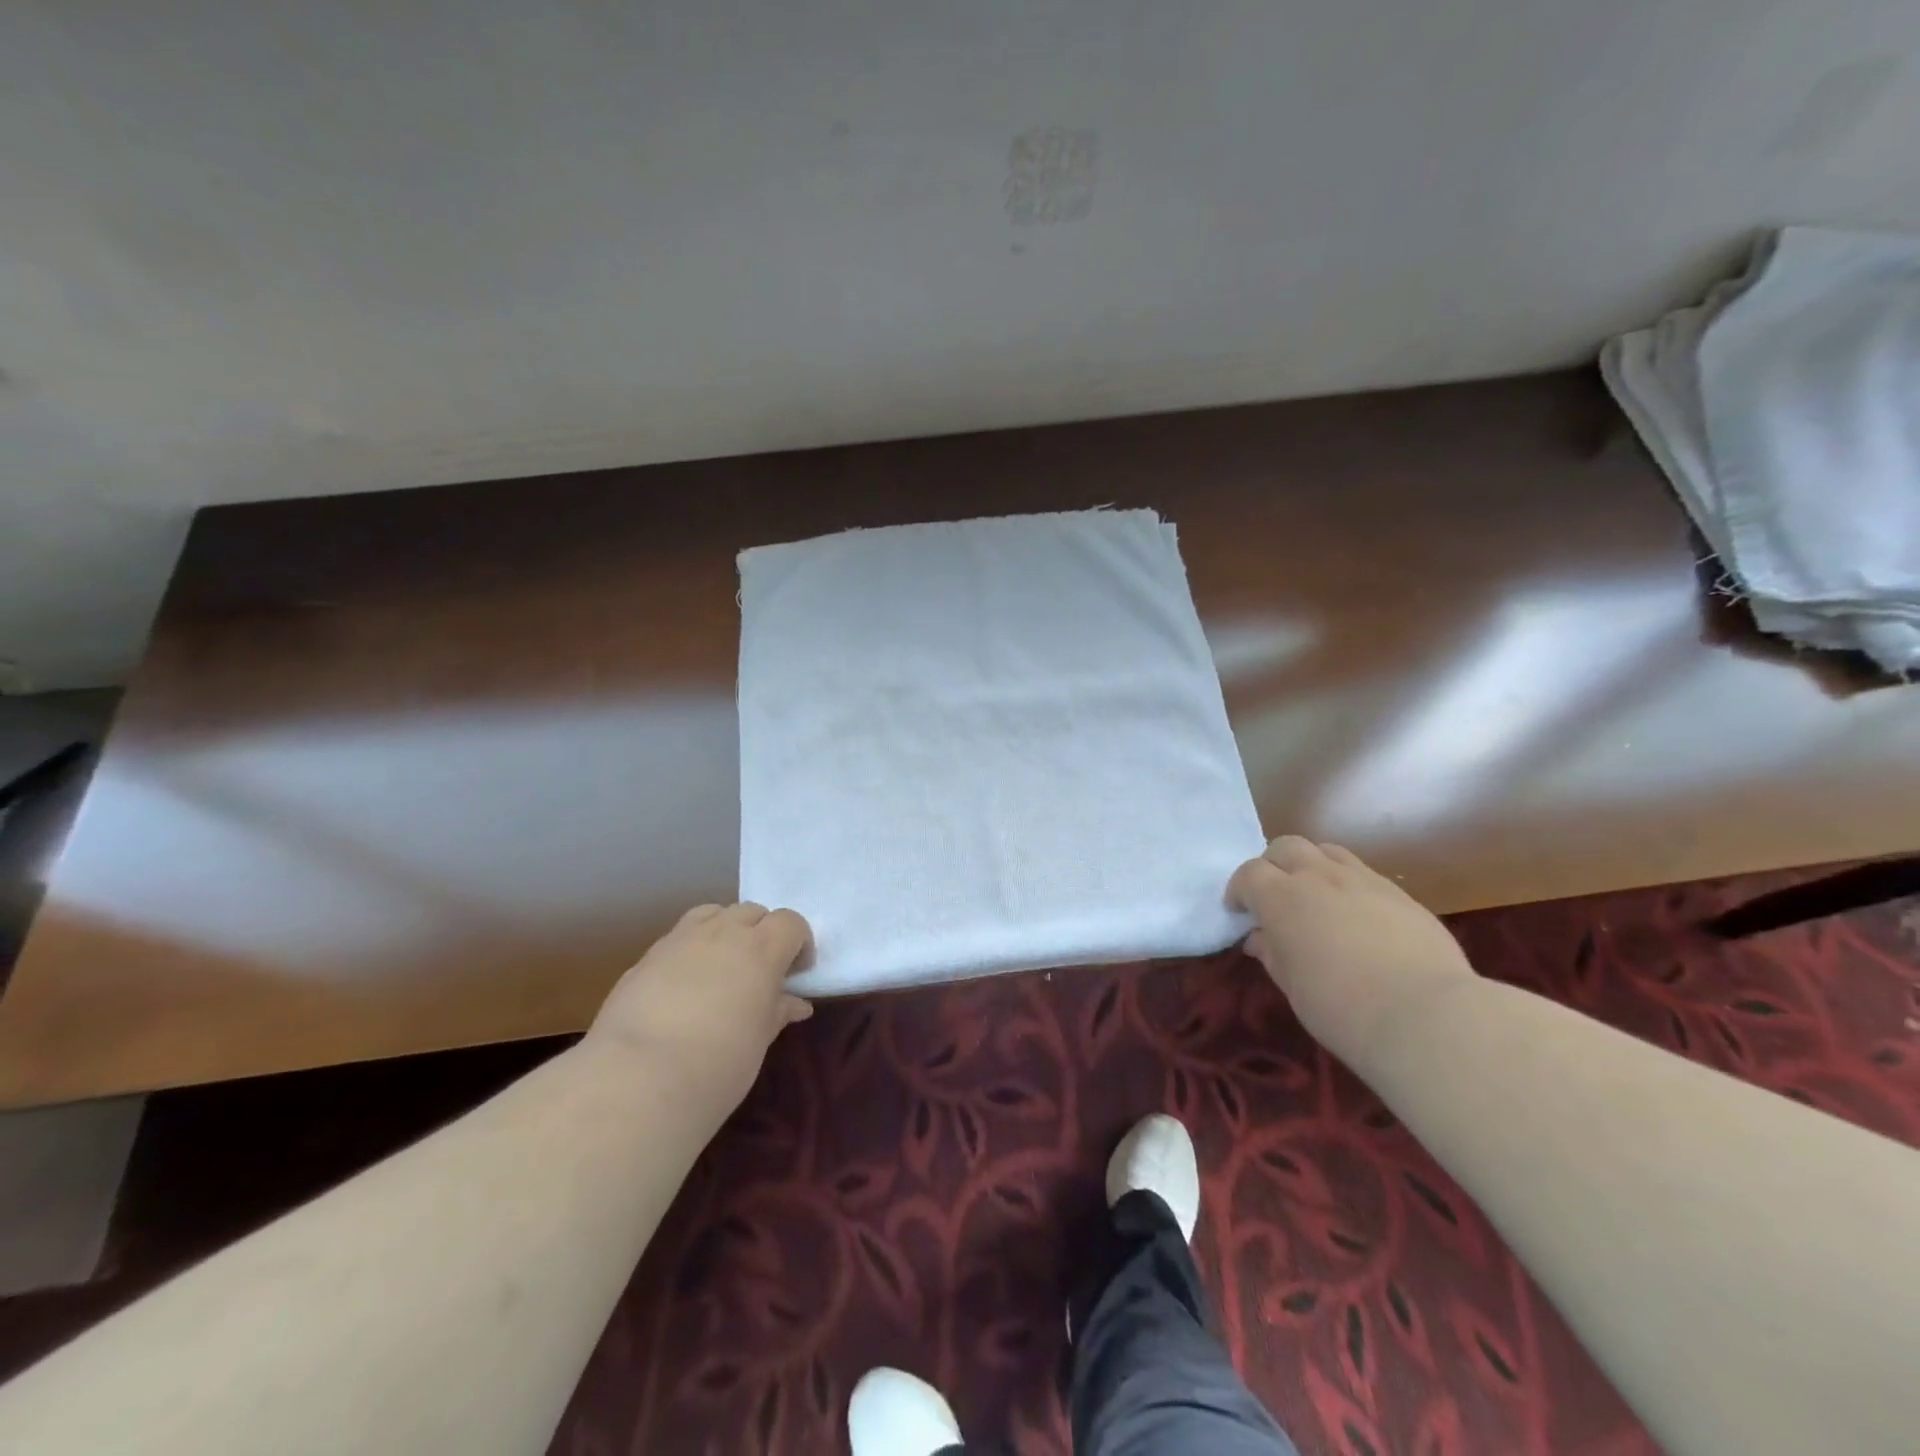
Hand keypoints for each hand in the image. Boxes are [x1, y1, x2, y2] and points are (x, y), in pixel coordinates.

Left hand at [586, 902, 814, 1109]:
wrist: (638, 1079)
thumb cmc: (718, 1064)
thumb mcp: (759, 1040)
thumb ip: (777, 1012)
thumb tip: (795, 1003)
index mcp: (761, 948)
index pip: (791, 922)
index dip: (798, 943)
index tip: (796, 974)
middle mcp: (723, 932)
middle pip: (751, 912)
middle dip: (762, 933)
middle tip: (761, 972)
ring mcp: (680, 939)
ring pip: (712, 914)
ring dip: (725, 930)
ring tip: (722, 968)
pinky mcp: (646, 957)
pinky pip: (679, 938)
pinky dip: (691, 950)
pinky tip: (683, 988)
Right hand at [1228, 836, 1475, 1072]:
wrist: (1426, 1015)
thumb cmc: (1341, 1008)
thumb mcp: (1292, 985)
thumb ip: (1272, 952)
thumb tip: (1260, 937)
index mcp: (1282, 898)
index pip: (1249, 874)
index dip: (1239, 890)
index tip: (1240, 912)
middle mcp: (1319, 876)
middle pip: (1286, 847)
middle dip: (1273, 866)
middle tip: (1275, 896)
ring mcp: (1363, 880)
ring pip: (1327, 851)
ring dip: (1312, 866)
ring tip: (1316, 896)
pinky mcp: (1400, 893)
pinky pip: (1363, 873)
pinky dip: (1348, 884)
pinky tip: (1357, 916)